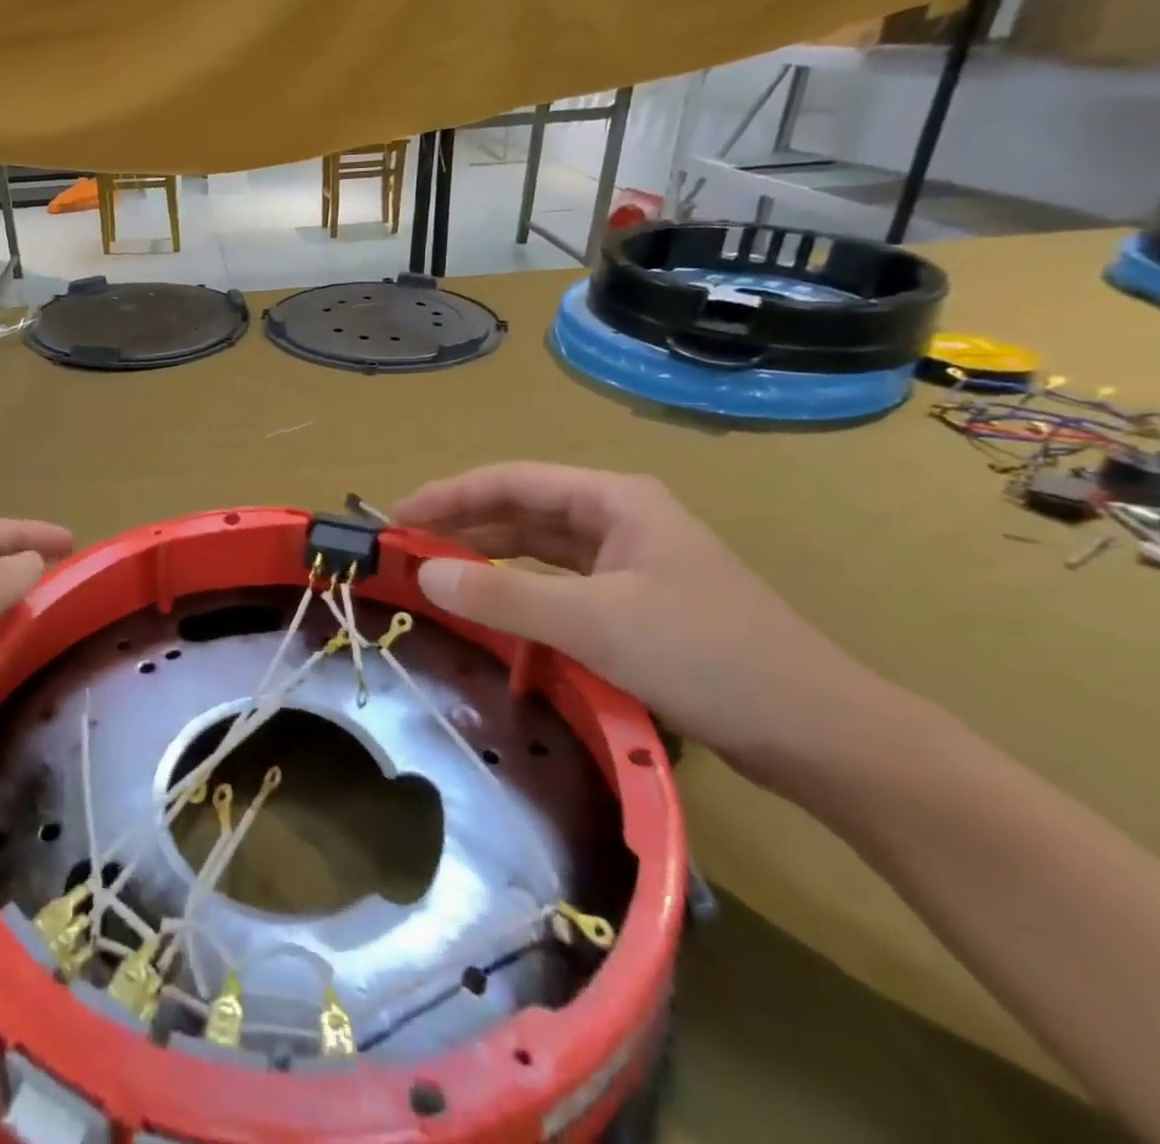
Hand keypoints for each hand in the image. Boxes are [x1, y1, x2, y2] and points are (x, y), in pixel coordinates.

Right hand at [394, 463, 878, 783]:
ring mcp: (629, 564)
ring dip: (487, 558)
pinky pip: (558, 586)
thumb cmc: (708, 656)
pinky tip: (491, 608)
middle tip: (404, 550)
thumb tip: (424, 573)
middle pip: (522, 511)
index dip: (449, 495)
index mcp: (615, 500)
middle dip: (462, 526)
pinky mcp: (634, 606)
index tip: (396, 518)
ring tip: (434, 574)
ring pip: (538, 549)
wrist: (820, 734)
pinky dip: (519, 592)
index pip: (512, 481)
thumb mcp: (595, 623)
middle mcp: (619, 520)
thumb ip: (504, 596)